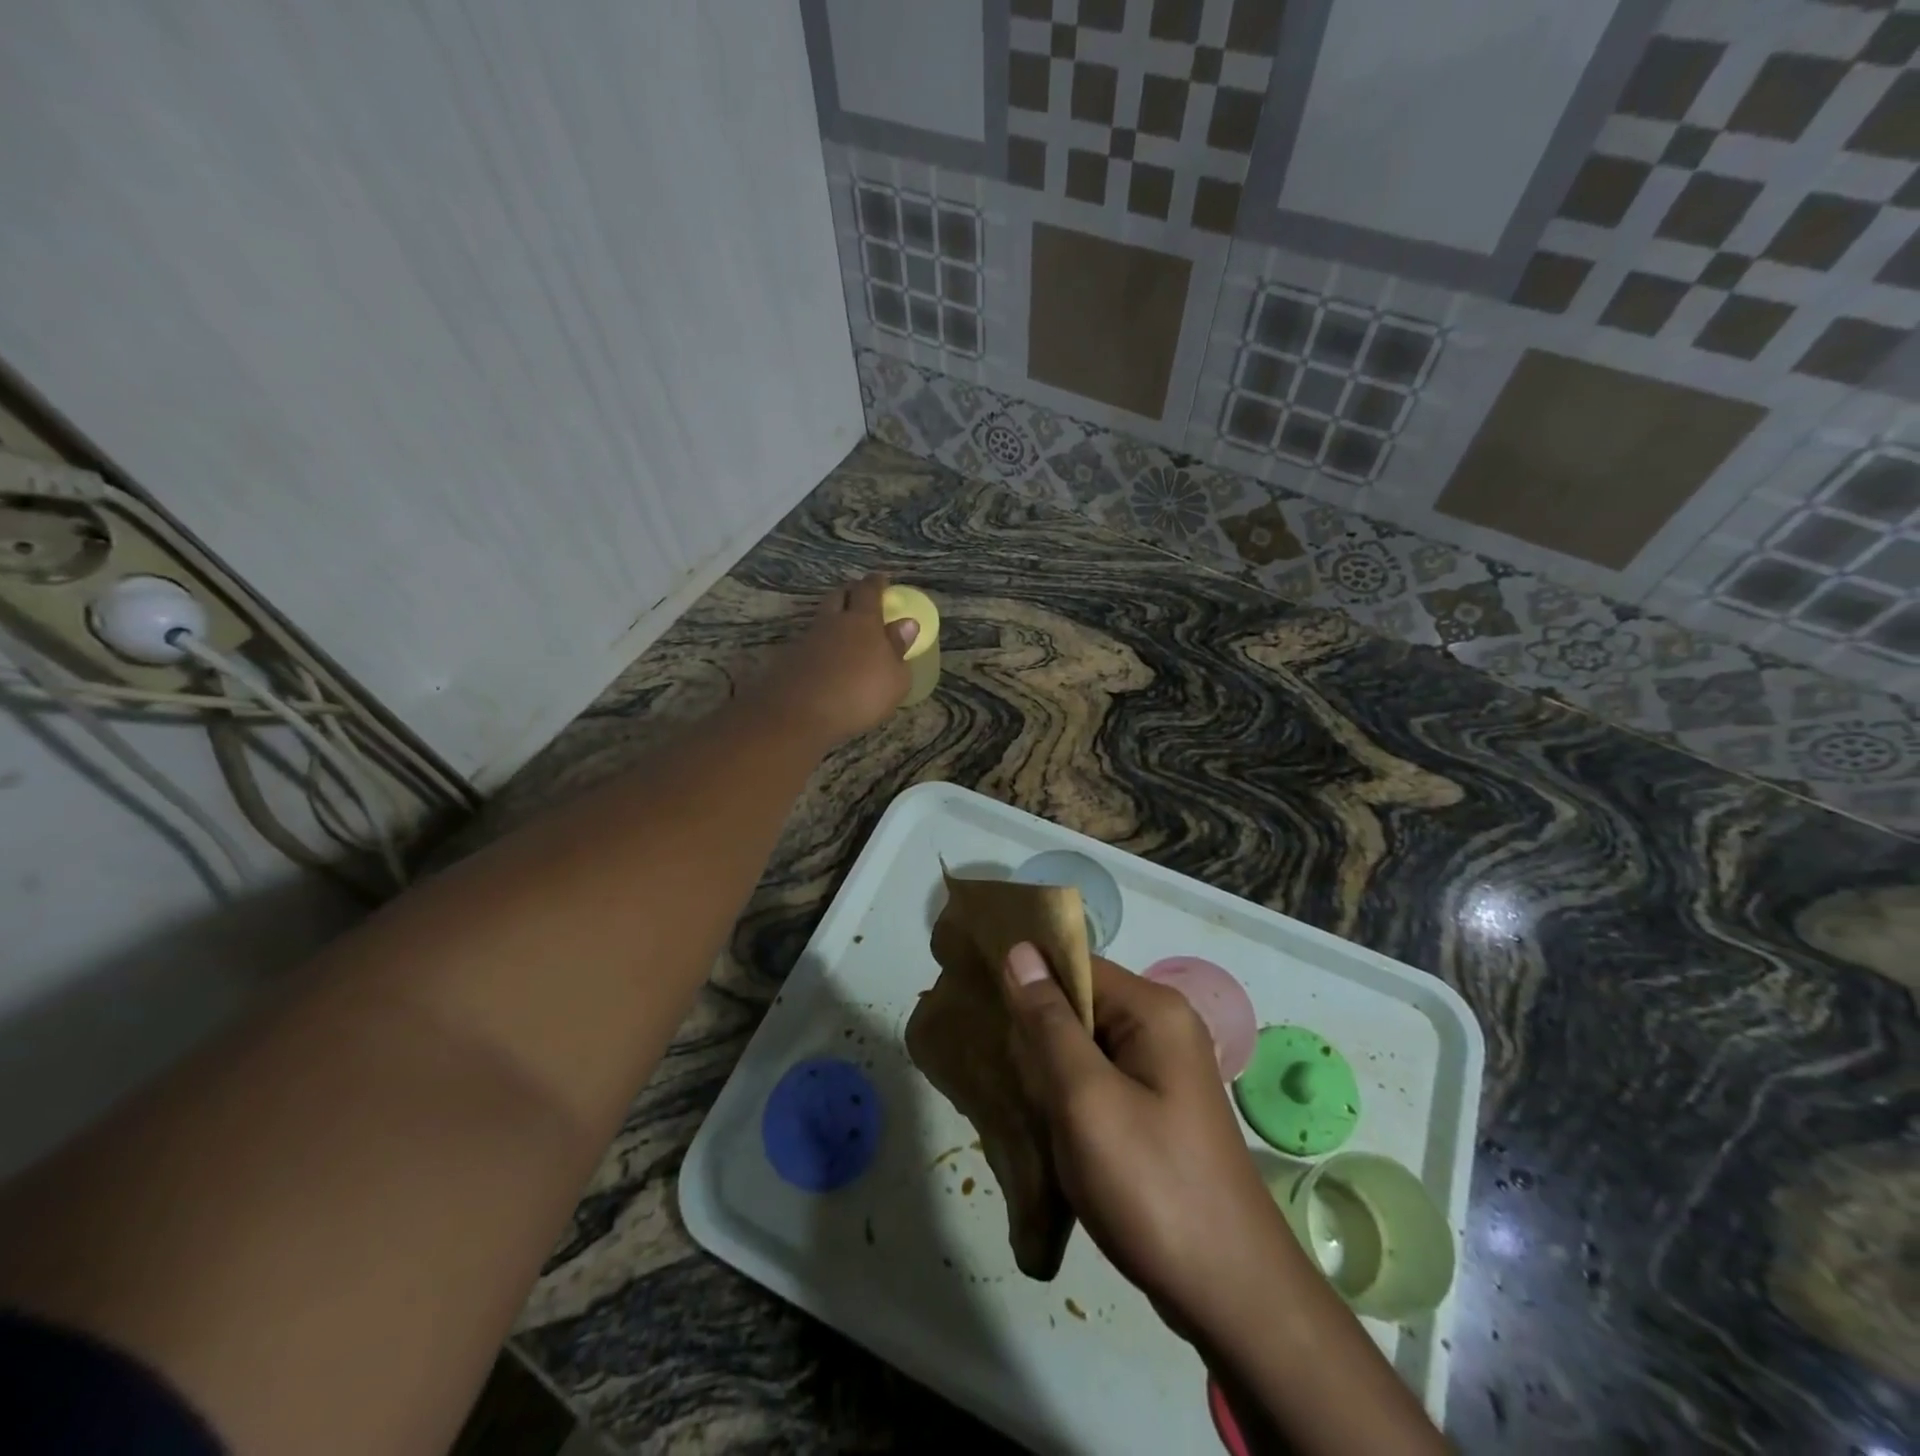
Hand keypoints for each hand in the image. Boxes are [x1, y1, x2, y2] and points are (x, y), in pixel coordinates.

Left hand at [756, 574, 917, 745]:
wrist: (799, 714)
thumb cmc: (859, 695)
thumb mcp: (895, 679)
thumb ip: (899, 649)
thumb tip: (906, 624)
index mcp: (862, 621)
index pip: (868, 590)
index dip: (876, 583)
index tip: (882, 579)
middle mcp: (832, 622)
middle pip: (839, 596)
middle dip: (850, 593)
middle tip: (859, 598)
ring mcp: (807, 639)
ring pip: (821, 619)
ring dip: (833, 620)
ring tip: (843, 632)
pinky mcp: (789, 659)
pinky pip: (809, 643)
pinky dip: (820, 646)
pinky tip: (825, 661)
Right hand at [998, 944, 1304, 1339]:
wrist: (1229, 1295)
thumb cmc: (1151, 1185)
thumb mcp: (1086, 1098)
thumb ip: (1049, 1022)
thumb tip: (1020, 950)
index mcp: (1154, 1010)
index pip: (1076, 966)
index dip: (1027, 979)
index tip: (977, 1000)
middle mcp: (1163, 1028)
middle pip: (1081, 1005)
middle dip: (1034, 1030)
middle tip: (989, 1059)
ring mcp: (1164, 1072)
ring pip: (1086, 1047)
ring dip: (1047, 1068)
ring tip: (1006, 1091)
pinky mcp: (1158, 1110)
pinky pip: (1100, 1081)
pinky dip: (1068, 1095)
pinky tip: (1040, 1122)